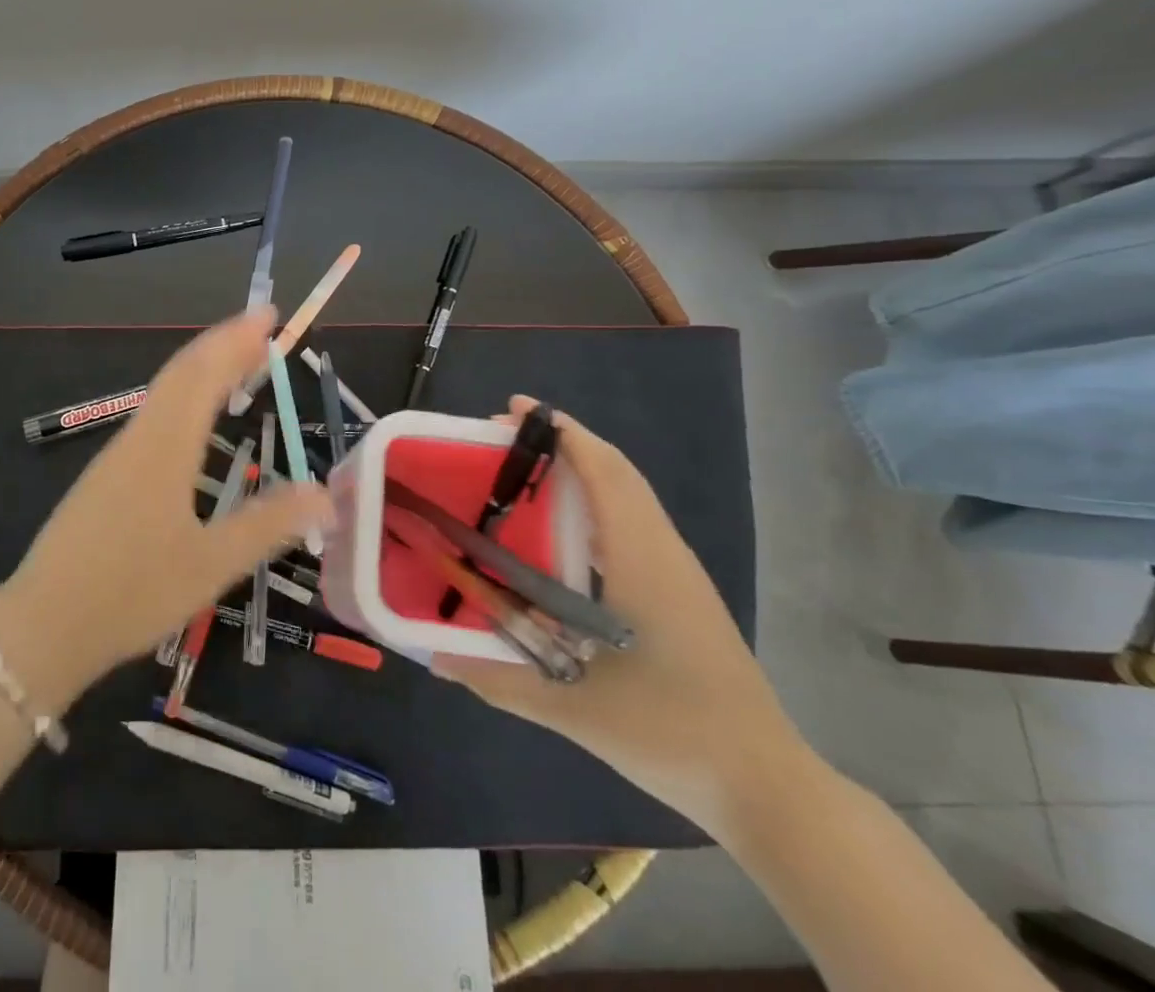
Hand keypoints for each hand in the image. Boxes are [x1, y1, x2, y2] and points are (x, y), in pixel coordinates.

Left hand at [0, 308, 332, 703]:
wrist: (44, 625)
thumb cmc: (131, 593)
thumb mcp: (210, 565)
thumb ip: (268, 525)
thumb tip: (325, 494)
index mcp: (165, 446)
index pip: (204, 374)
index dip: (236, 340)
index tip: (266, 314)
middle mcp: (140, 437)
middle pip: (182, 373)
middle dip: (222, 344)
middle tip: (261, 328)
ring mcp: (118, 455)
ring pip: (164, 393)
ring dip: (202, 368)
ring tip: (237, 363)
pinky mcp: (107, 476)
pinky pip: (154, 416)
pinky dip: (184, 397)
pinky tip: (193, 420)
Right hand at [433, 397, 809, 831]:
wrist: (766, 786)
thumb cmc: (672, 732)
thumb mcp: (572, 708)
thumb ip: (497, 678)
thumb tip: (431, 655)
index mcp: (641, 560)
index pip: (603, 471)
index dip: (560, 432)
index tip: (512, 410)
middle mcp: (662, 551)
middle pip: (615, 471)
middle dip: (561, 442)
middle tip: (499, 439)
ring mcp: (677, 572)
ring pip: (627, 495)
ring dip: (578, 469)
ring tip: (521, 472)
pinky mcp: (680, 592)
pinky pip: (632, 522)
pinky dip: (594, 501)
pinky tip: (558, 530)